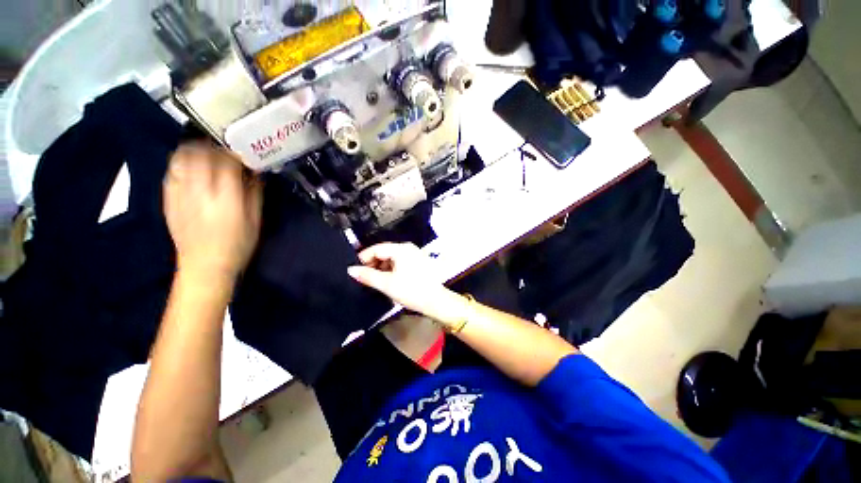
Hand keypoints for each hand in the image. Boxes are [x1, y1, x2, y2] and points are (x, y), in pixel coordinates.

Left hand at [163, 144, 262, 279]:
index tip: (242, 151)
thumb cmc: (237, 245)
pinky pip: (171, 172)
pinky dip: (181, 163)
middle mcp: (199, 193)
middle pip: (199, 155)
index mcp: (226, 200)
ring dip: (193, 150)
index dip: (234, 153)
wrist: (204, 266)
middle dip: (212, 146)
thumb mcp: (255, 221)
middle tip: (223, 148)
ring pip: (181, 159)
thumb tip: (255, 172)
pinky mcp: (168, 200)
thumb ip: (255, 194)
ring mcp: (179, 195)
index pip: (226, 164)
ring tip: (205, 153)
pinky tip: (190, 167)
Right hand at [348, 243, 466, 325]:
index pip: (376, 248)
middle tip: (363, 277)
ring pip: (391, 257)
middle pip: (384, 252)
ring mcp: (414, 254)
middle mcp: (408, 248)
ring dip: (381, 267)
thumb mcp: (386, 284)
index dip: (363, 258)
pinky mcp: (418, 262)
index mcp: (401, 249)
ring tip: (374, 281)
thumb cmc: (411, 291)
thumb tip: (350, 270)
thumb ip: (367, 276)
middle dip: (372, 264)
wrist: (435, 301)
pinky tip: (387, 280)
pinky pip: (399, 262)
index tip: (354, 271)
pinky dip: (391, 269)